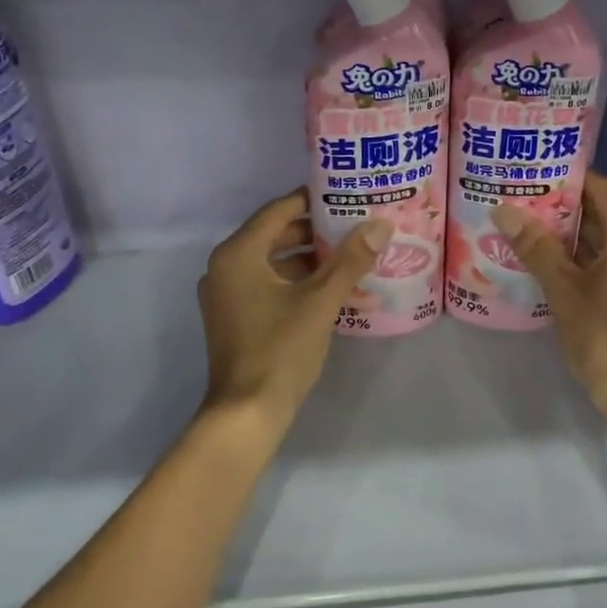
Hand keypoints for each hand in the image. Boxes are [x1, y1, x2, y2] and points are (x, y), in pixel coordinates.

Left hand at [198, 190, 389, 422]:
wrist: (247, 413)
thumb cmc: (281, 349)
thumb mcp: (320, 301)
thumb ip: (350, 259)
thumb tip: (380, 224)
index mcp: (238, 254)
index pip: (278, 211)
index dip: (312, 199)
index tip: (346, 194)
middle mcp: (226, 267)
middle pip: (277, 235)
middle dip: (318, 232)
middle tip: (356, 224)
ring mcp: (228, 294)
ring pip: (276, 263)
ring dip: (313, 261)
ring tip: (354, 257)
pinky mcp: (236, 317)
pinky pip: (271, 286)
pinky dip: (300, 284)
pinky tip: (337, 291)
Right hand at [491, 172, 606, 411]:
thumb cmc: (602, 334)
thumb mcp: (562, 288)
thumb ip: (535, 246)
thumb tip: (502, 210)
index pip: (601, 189)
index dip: (567, 180)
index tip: (533, 175)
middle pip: (604, 213)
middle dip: (563, 208)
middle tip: (522, 200)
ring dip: (572, 234)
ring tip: (528, 226)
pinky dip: (585, 256)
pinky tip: (550, 261)